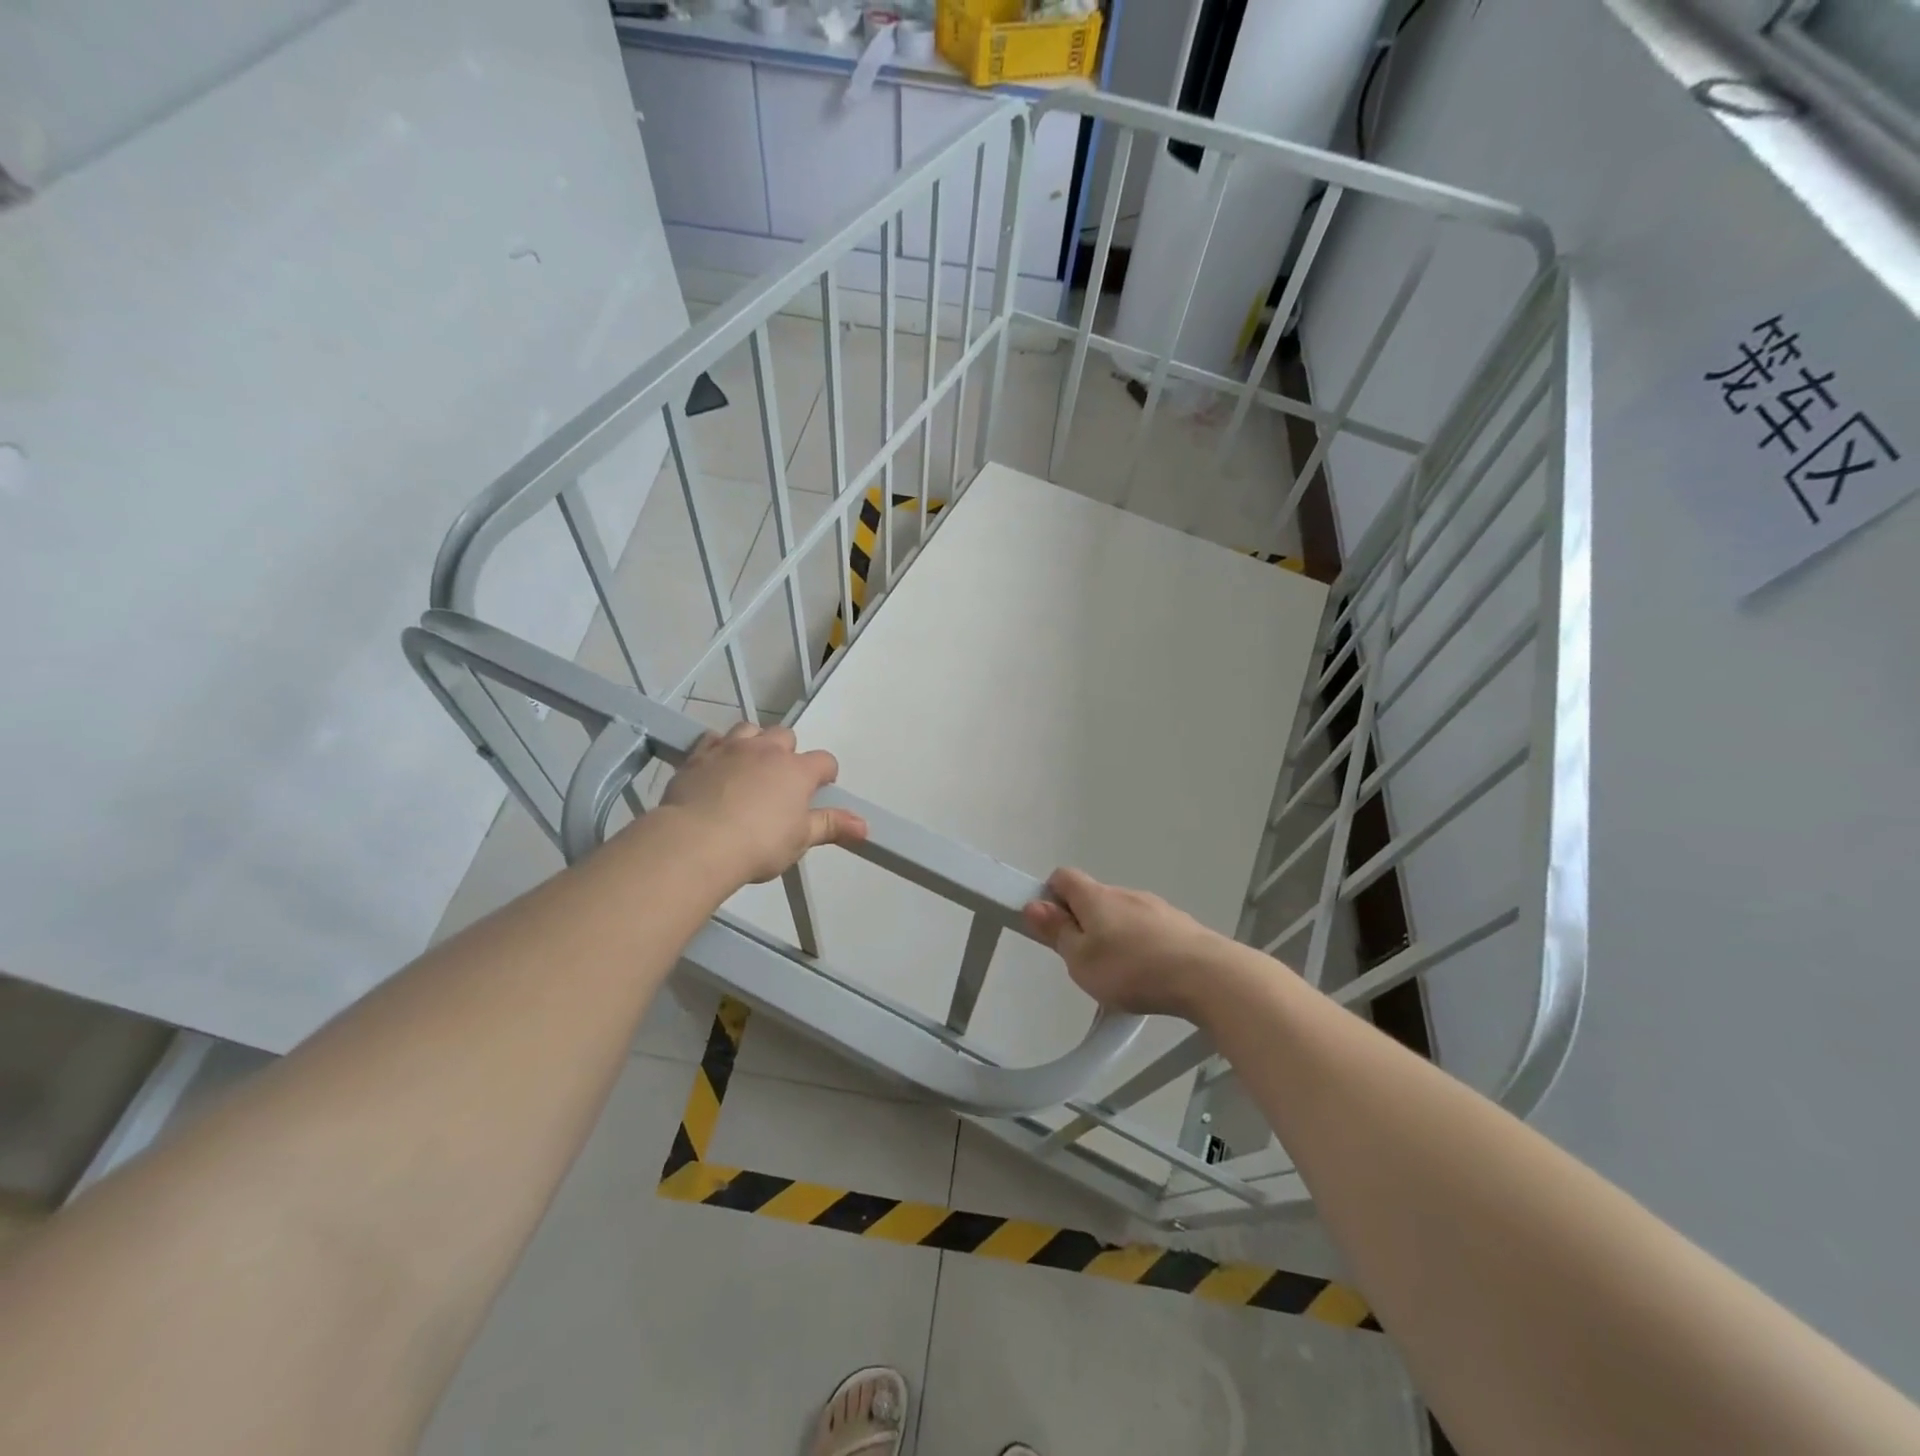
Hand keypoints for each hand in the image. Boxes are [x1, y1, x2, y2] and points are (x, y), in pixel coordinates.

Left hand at [659, 723, 867, 884]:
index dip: (825, 774)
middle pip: (785, 736)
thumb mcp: (800, 839)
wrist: (696, 841)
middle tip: (780, 781)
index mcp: (797, 770)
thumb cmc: (758, 844)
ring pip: (749, 729)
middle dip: (787, 753)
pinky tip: (716, 768)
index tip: (819, 791)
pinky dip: (719, 749)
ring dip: (754, 743)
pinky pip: (712, 739)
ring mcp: (730, 748)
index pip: (824, 761)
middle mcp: (766, 750)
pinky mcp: (698, 756)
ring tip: (749, 768)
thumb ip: (830, 826)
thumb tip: (864, 825)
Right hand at [1021, 867, 1230, 1019]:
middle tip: (1084, 960)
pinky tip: (1150, 974)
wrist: (1207, 976)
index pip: (1063, 877)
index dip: (1051, 896)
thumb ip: (1056, 932)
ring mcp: (1157, 907)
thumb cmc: (1131, 969)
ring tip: (1120, 974)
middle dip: (1084, 922)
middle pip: (1094, 897)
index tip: (1052, 926)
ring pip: (1124, 914)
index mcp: (1095, 897)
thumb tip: (1033, 905)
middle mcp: (1125, 893)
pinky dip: (1142, 944)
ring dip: (1115, 934)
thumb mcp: (1080, 960)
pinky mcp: (1181, 926)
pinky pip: (1150, 928)